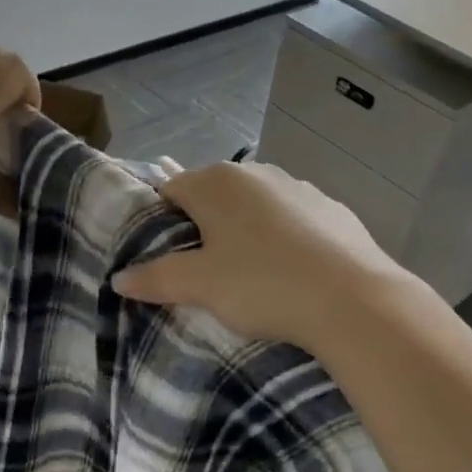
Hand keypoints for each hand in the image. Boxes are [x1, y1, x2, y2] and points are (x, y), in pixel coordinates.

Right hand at [112, 161, 420, 353]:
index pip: (171, 190)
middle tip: (203, 271)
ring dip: (245, 230)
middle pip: (214, 195)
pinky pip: (293, 218)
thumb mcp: (201, 286)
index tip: (164, 257)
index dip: (161, 222)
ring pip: (255, 205)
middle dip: (204, 226)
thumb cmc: (263, 284)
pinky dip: (284, 236)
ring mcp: (299, 186)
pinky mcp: (332, 207)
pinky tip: (293, 270)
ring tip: (250, 273)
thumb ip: (156, 278)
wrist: (353, 299)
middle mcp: (256, 172)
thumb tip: (119, 278)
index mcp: (216, 182)